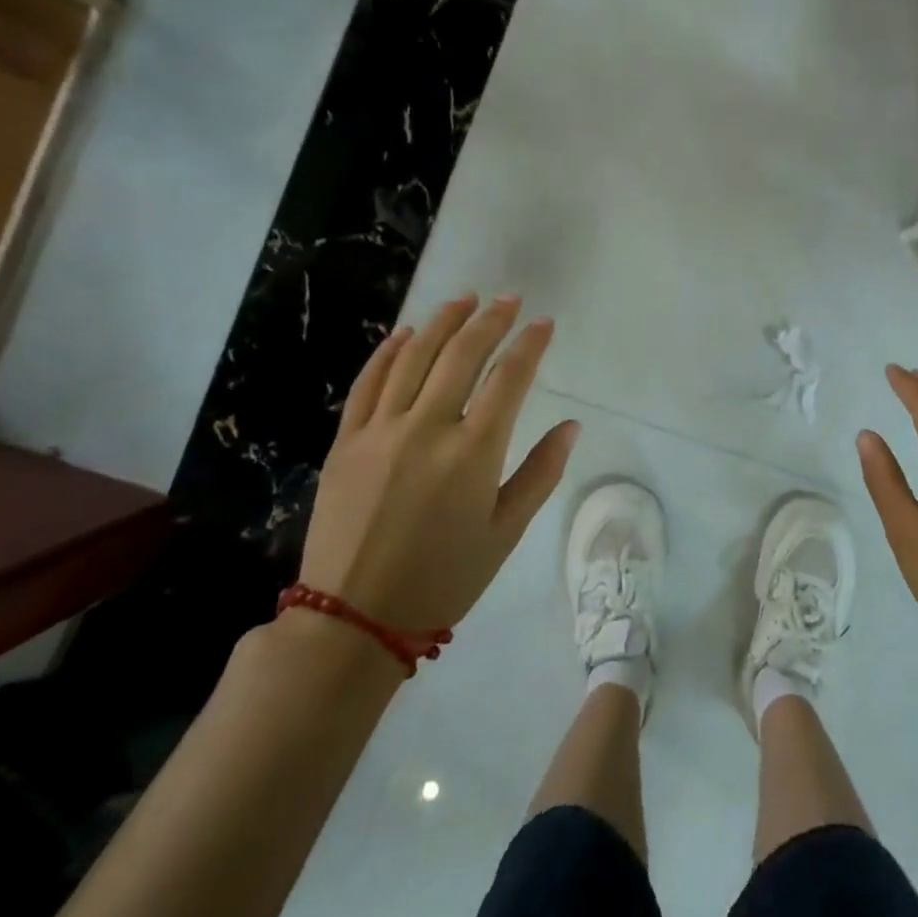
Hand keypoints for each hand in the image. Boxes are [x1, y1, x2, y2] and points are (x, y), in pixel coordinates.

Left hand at [299, 294, 578, 635]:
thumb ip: (541, 473)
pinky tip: (404, 333)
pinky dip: (388, 352)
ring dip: (442, 323)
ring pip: (414, 358)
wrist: (353, 618)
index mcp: (473, 452)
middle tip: (508, 298)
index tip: (543, 323)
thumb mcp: (506, 531)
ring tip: (464, 300)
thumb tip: (571, 426)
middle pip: (462, 355)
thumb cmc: (444, 578)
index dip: (529, 345)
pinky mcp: (346, 441)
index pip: (508, 379)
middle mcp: (427, 428)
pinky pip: (368, 383)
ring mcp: (380, 431)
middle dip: (490, 320)